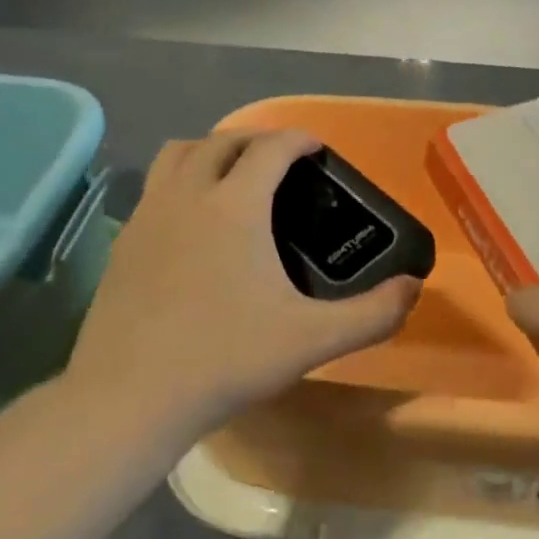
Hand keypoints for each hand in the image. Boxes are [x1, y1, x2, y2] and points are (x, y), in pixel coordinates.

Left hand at [66, 130, 421, 428]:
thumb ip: (372, 314)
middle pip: (222, 141)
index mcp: (235, 205)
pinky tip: (192, 222)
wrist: (129, 398)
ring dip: (210, 151)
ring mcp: (149, 215)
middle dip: (256, 140)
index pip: (271, 147)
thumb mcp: (311, 340)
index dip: (299, 139)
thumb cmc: (224, 359)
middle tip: (281, 163)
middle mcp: (188, 194)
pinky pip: (155, 188)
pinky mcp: (124, 241)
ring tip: (232, 177)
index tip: (317, 149)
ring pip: (178, 154)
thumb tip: (414, 289)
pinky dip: (180, 182)